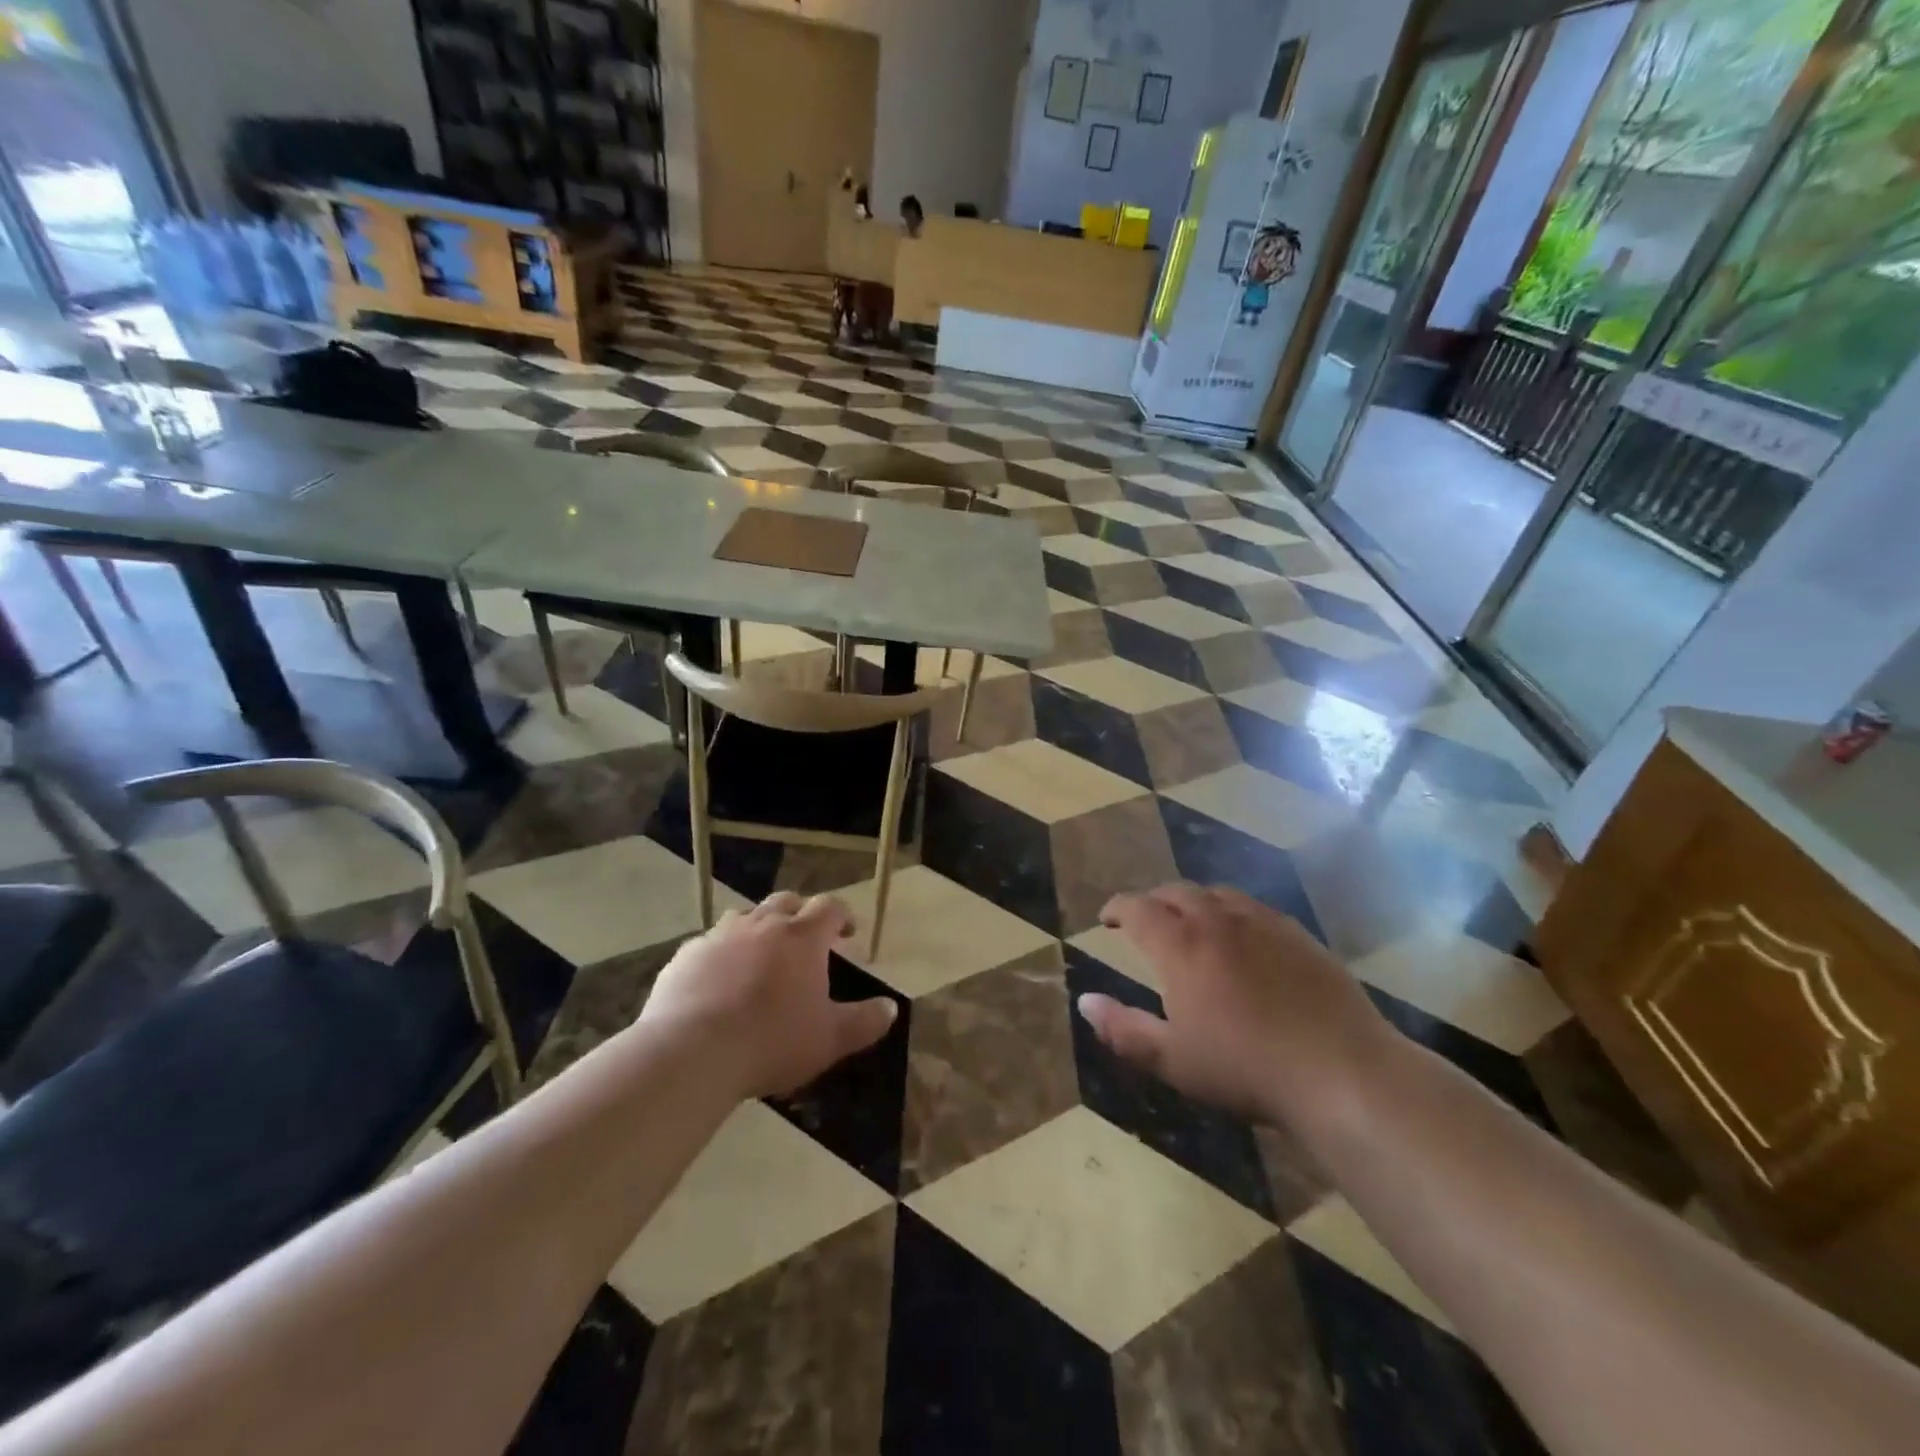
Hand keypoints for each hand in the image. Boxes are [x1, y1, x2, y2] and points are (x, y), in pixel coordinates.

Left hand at [639, 892, 897, 1099]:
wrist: (690, 1053)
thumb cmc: (772, 1041)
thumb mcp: (830, 1039)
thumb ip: (865, 1021)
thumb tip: (891, 1008)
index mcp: (802, 937)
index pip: (830, 907)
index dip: (842, 915)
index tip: (848, 931)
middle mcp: (762, 924)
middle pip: (786, 902)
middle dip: (800, 913)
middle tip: (806, 938)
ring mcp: (719, 936)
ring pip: (745, 916)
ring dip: (759, 927)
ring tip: (761, 955)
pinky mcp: (686, 955)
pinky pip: (709, 944)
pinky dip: (721, 953)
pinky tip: (718, 980)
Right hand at [1077, 884, 1393, 1127]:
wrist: (1341, 1071)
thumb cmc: (1246, 1068)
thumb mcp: (1173, 1059)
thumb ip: (1123, 1028)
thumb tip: (1085, 1001)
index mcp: (1181, 945)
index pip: (1138, 908)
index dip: (1117, 908)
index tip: (1107, 919)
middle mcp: (1218, 920)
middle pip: (1176, 892)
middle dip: (1153, 901)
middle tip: (1145, 920)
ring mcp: (1263, 923)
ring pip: (1217, 894)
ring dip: (1194, 901)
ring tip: (1190, 921)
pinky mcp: (1299, 935)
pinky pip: (1255, 908)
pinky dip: (1233, 912)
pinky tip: (1243, 936)